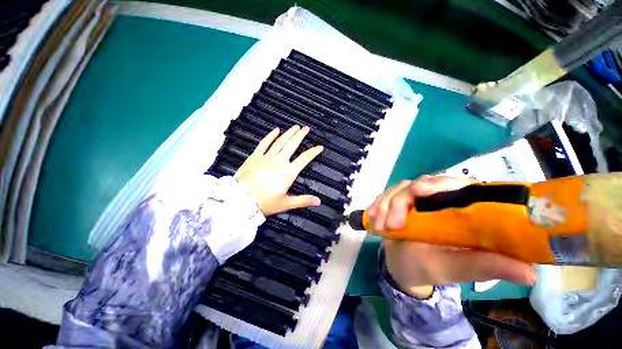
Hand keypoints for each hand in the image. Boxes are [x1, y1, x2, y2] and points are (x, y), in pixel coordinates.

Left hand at [235, 126, 322, 215]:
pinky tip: (276, 130)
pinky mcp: (255, 156)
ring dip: (289, 133)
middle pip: (293, 144)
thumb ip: (303, 200)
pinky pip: (264, 143)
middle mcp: (279, 161)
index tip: (319, 147)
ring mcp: (267, 157)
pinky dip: (271, 135)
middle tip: (306, 129)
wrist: (241, 200)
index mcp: (288, 172)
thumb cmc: (264, 203)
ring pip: (280, 141)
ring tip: (295, 127)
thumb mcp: (286, 203)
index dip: (313, 151)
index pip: (304, 158)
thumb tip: (318, 201)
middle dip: (301, 135)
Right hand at [367, 176, 536, 298]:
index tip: (421, 194)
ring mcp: (413, 198)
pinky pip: (383, 196)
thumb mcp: (457, 269)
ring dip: (385, 206)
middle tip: (392, 223)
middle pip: (419, 183)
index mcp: (459, 209)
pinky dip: (376, 206)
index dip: (440, 184)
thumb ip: (486, 267)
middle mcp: (436, 198)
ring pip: (397, 188)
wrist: (403, 266)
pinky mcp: (395, 201)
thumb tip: (532, 272)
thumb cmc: (432, 267)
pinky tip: (371, 219)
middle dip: (401, 201)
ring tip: (380, 228)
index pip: (456, 184)